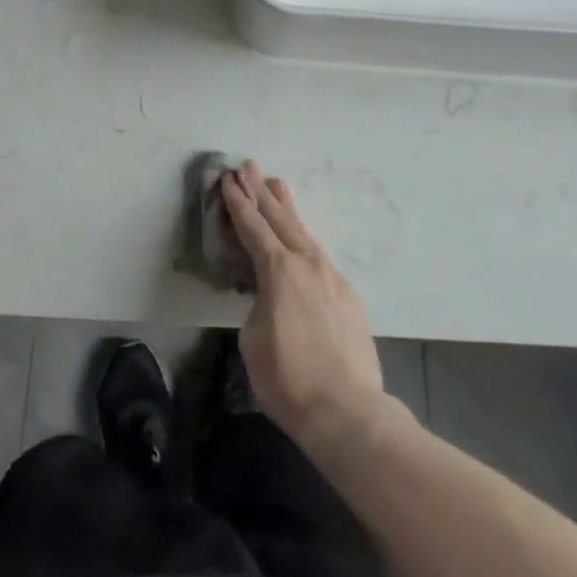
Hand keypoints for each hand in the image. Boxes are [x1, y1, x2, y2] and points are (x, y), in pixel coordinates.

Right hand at [223, 161, 387, 450]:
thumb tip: (269, 298)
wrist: (347, 410)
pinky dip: (304, 240)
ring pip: (303, 232)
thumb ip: (258, 305)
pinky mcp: (348, 295)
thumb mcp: (253, 340)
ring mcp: (331, 276)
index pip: (253, 227)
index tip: (228, 179)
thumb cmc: (289, 379)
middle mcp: (306, 263)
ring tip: (277, 184)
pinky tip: (301, 241)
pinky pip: (319, 257)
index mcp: (279, 270)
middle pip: (279, 218)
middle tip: (249, 165)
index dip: (238, 203)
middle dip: (261, 191)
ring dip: (286, 208)